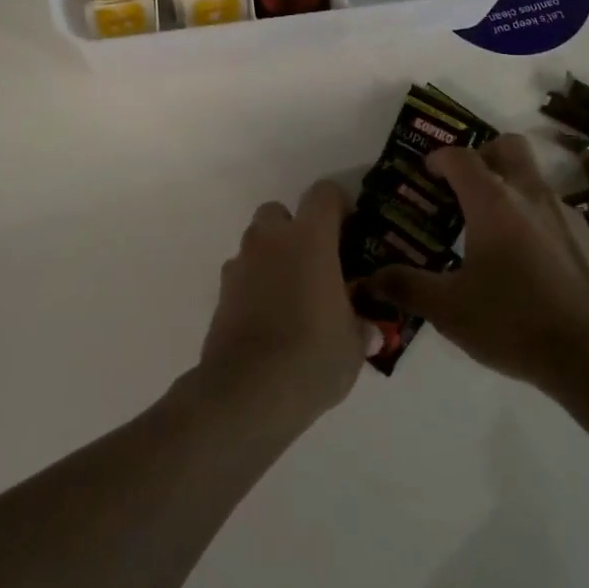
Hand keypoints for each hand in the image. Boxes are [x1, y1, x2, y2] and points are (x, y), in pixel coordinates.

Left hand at [196, 180, 379, 427]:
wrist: (247, 393)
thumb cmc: (312, 357)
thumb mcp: (353, 345)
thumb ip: (360, 327)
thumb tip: (368, 329)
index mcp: (310, 239)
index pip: (323, 194)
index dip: (338, 204)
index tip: (349, 227)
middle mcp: (271, 241)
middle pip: (279, 211)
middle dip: (295, 228)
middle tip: (316, 262)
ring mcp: (240, 265)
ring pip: (256, 242)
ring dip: (272, 256)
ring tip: (291, 294)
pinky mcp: (220, 293)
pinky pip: (241, 274)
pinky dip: (254, 285)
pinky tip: (269, 317)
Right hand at [363, 134, 588, 389]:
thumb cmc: (513, 323)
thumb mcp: (449, 310)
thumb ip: (408, 287)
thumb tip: (371, 278)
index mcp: (493, 202)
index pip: (461, 157)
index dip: (440, 158)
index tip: (428, 173)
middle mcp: (531, 195)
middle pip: (508, 146)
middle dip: (484, 154)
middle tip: (466, 185)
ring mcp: (566, 214)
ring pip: (534, 178)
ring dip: (511, 188)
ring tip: (494, 230)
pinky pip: (555, 211)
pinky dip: (536, 219)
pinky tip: (530, 262)